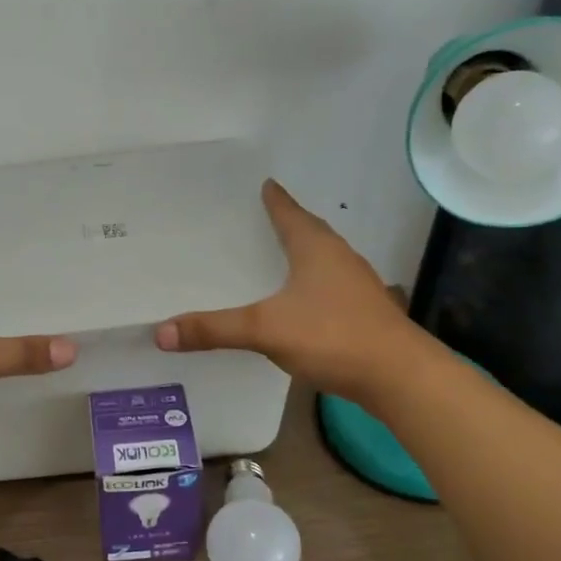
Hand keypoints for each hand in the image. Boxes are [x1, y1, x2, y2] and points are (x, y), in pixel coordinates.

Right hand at [155, 180, 409, 399]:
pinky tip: (298, 301)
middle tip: (260, 219)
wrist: (399, 377)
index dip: (275, 199)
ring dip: (301, 253)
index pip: (290, 213)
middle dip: (287, 223)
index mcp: (316, 248)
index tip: (264, 184)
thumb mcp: (265, 330)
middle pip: (309, 231)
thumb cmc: (333, 336)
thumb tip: (161, 332)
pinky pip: (329, 285)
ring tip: (276, 256)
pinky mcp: (363, 312)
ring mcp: (356, 285)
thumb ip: (214, 330)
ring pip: (323, 259)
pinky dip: (310, 283)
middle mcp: (339, 258)